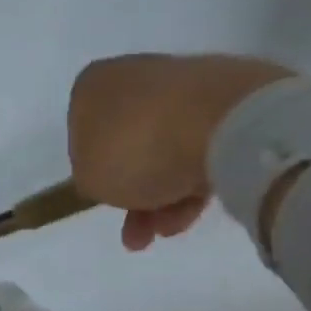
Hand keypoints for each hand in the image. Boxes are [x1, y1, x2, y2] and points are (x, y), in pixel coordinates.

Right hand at [67, 53, 294, 249]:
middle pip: (128, 143)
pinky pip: (200, 145)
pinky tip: (195, 209)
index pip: (83, 131)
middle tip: (138, 234)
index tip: (105, 198)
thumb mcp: (89, 177)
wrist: (221, 122)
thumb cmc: (136, 146)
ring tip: (168, 230)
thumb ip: (91, 177)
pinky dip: (194, 178)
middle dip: (133, 192)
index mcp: (94, 84)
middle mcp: (135, 76)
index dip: (94, 170)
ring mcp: (183, 85)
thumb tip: (108, 173)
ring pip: (165, 148)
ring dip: (163, 196)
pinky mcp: (226, 98)